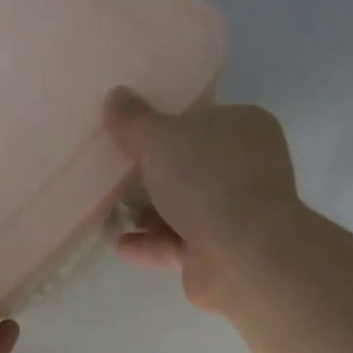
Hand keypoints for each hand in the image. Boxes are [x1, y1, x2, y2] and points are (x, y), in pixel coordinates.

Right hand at [105, 88, 302, 311]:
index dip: (163, 127)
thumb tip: (114, 96)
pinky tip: (120, 244)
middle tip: (111, 175)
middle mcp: (244, 169)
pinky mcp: (219, 252)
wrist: (242, 256)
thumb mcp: (160, 138)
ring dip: (145, 213)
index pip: (199, 120)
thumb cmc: (206, 182)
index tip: (127, 135)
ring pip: (181, 208)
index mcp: (243, 128)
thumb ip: (133, 119)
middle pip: (187, 167)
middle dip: (149, 175)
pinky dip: (150, 243)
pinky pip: (177, 243)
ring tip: (108, 213)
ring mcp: (234, 214)